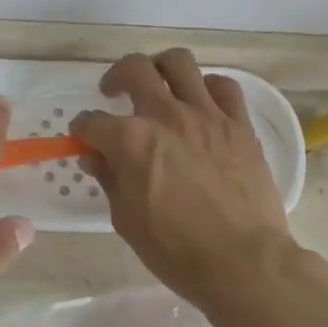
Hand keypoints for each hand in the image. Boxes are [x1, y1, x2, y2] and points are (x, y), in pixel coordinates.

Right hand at [72, 49, 296, 312]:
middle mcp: (166, 116)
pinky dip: (207, 87)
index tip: (84, 137)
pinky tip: (201, 103)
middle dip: (116, 76)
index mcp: (131, 141)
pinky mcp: (239, 125)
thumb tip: (95, 156)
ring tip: (159, 84)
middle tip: (115, 92)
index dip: (83, 128)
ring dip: (161, 68)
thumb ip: (109, 179)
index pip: (92, 121)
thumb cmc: (177, 251)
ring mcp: (206, 115)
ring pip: (179, 62)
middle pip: (134, 69)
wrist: (245, 264)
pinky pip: (223, 86)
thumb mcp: (126, 220)